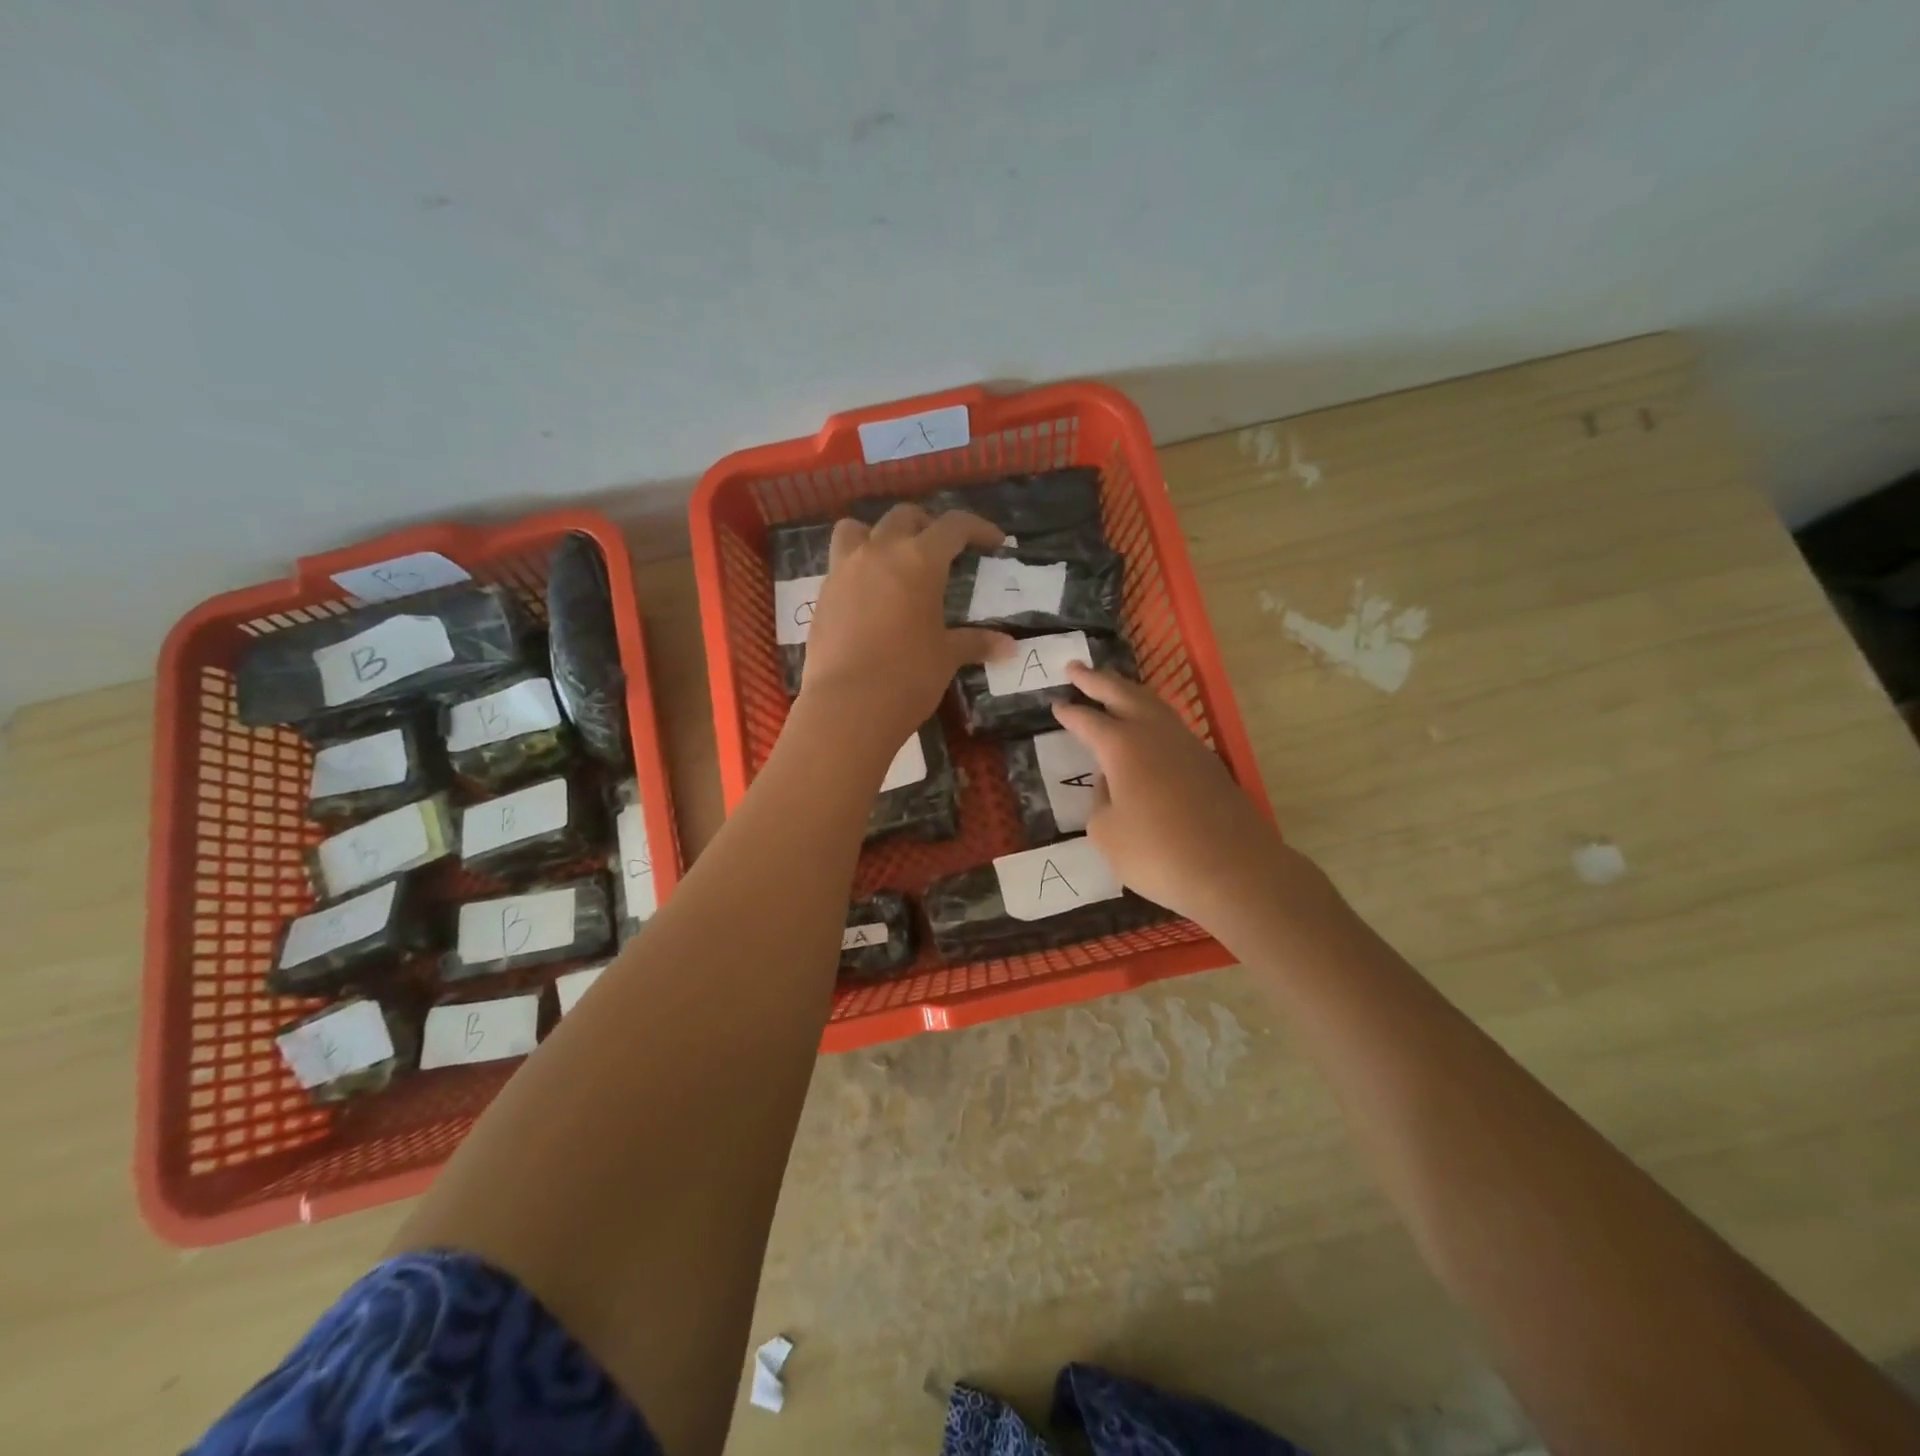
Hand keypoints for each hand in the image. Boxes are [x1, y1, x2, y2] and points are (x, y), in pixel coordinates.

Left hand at [800, 504, 1013, 743]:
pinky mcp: (823, 594)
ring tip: (892, 558)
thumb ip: (976, 643)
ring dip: (879, 534)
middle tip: (942, 550)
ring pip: (858, 529)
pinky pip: (840, 562)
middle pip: (904, 517)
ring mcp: (845, 570)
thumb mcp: (946, 657)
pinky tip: (869, 595)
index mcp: (919, 561)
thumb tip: (1010, 647)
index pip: (953, 526)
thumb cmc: (908, 676)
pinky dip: (857, 566)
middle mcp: (880, 552)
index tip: (994, 542)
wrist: (848, 704)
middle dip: (927, 526)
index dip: (978, 528)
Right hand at [1052, 665, 1295, 925]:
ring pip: (1153, 704)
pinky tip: (1147, 726)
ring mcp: (1186, 744)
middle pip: (1123, 694)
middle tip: (1075, 668)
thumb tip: (1113, 783)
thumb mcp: (1107, 833)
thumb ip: (1101, 801)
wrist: (1234, 870)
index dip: (1070, 713)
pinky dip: (1151, 715)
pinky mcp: (1208, 762)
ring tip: (1112, 687)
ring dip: (1128, 692)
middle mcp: (1154, 733)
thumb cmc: (1158, 852)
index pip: (1088, 721)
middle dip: (1096, 680)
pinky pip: (1170, 725)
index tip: (1056, 703)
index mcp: (1122, 746)